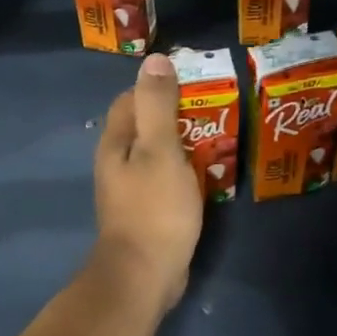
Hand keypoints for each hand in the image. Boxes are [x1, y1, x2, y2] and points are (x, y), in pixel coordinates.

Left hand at [93, 53, 202, 311]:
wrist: (145, 275)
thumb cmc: (154, 209)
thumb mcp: (159, 151)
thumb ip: (157, 106)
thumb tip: (155, 60)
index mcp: (115, 143)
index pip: (130, 100)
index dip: (158, 87)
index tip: (194, 83)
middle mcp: (118, 163)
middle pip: (145, 126)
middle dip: (177, 115)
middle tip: (217, 110)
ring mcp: (131, 190)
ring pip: (158, 154)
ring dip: (185, 144)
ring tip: (221, 137)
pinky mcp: (148, 212)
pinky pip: (167, 180)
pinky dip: (186, 171)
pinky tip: (210, 173)